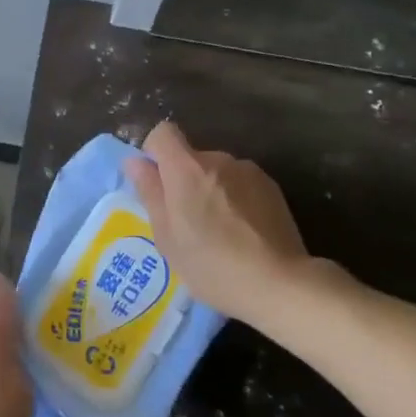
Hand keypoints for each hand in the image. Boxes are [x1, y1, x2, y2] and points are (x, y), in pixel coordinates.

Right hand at [125, 120, 354, 327]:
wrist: (279, 282)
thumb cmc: (211, 264)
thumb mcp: (167, 237)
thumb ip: (150, 193)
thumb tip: (136, 163)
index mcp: (186, 168)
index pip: (162, 133)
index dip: (154, 152)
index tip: (156, 183)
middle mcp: (218, 159)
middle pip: (191, 157)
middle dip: (185, 181)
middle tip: (188, 222)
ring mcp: (249, 171)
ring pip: (217, 172)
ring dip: (212, 191)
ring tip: (221, 232)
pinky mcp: (272, 187)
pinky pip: (241, 184)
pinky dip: (236, 199)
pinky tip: (244, 233)